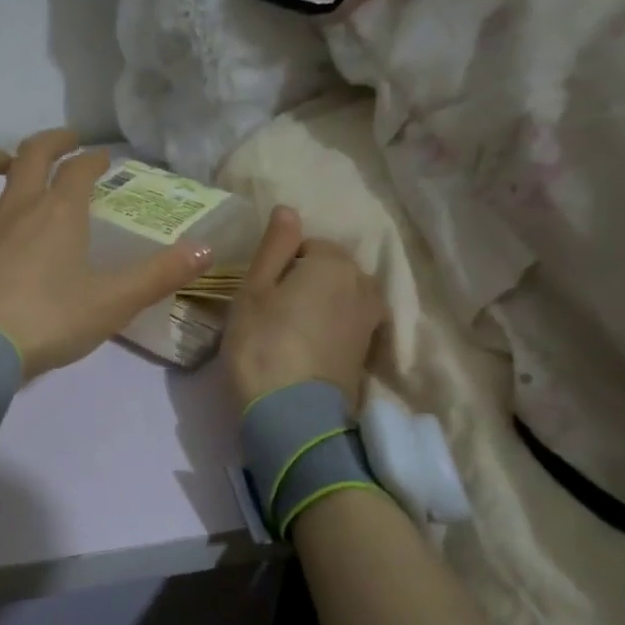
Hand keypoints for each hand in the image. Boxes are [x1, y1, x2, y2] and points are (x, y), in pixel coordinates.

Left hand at [0, 129, 211, 379]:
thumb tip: (208, 249)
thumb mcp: (115, 303)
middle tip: (63, 142)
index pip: (80, 171)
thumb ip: (161, 275)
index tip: (104, 160)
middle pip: (29, 154)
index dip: (95, 160)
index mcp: (59, 214)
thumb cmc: (51, 323)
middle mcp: (14, 208)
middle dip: (50, 141)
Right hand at [222, 206, 387, 408]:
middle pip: (330, 270)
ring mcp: (371, 319)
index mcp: (334, 262)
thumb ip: (274, 246)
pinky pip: (347, 324)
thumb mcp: (254, 290)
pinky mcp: (369, 351)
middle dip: (306, 282)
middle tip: (272, 312)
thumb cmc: (263, 343)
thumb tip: (288, 208)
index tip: (261, 293)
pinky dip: (330, 329)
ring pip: (341, 297)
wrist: (293, 415)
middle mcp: (363, 283)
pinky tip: (307, 348)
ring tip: (289, 331)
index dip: (281, 265)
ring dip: (319, 306)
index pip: (307, 246)